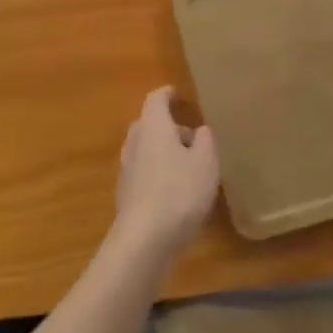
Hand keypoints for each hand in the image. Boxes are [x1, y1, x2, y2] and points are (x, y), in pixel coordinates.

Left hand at [111, 87, 219, 263]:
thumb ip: (205, 140)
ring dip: (164, 151)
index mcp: (152, 126)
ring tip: (189, 165)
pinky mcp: (126, 194)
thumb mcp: (206, 162)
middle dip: (169, 127)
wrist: (145, 239)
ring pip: (146, 149)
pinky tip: (176, 190)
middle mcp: (134, 142)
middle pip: (149, 124)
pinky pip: (144, 172)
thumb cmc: (179, 191)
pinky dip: (159, 172)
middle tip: (192, 136)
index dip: (167, 94)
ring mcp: (127, 169)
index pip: (156, 99)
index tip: (178, 94)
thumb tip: (200, 130)